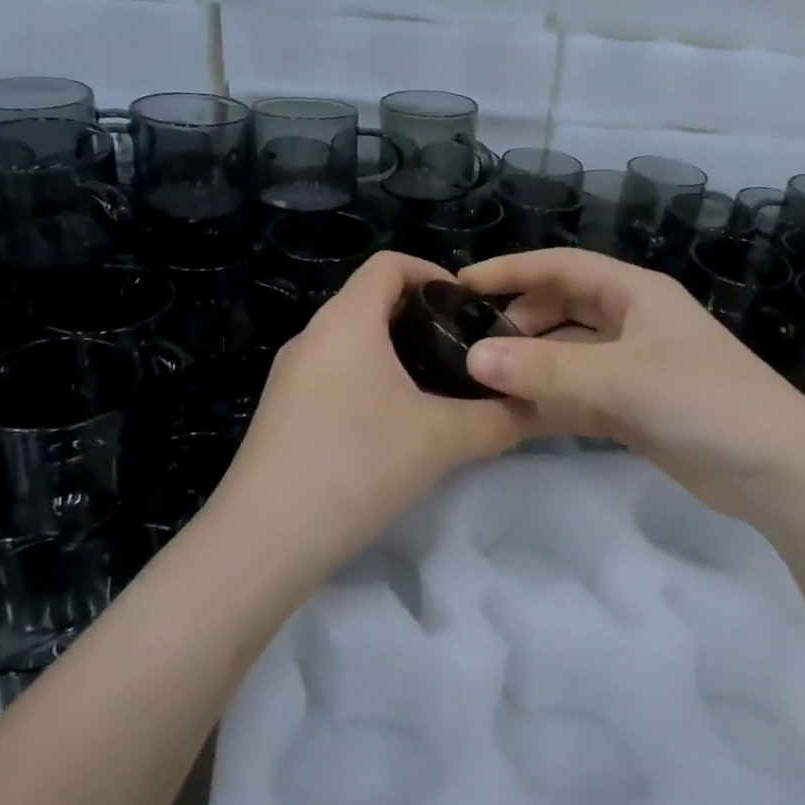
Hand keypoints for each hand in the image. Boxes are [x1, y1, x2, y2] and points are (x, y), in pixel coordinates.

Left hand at [210, 251, 531, 572]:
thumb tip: (538, 407)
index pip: (389, 265)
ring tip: (436, 390)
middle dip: (421, 318)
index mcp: (346, 321)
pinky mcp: (282, 411)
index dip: (432, 273)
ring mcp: (290, 375)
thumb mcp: (442, 440)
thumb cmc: (357, 464)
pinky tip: (393, 426)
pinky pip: (334, 374)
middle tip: (464, 354)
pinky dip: (369, 380)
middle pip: (371, 301)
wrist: (265, 540)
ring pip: (352, 341)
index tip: (467, 309)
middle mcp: (312, 336)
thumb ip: (499, 419)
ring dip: (395, 353)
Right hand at [459, 249, 804, 527]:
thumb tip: (472, 359)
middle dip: (519, 322)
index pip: (561, 266)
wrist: (775, 469)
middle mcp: (632, 322)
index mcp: (635, 293)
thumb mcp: (621, 378)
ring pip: (568, 356)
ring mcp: (635, 367)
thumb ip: (546, 370)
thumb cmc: (703, 399)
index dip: (512, 270)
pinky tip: (514, 417)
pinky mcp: (636, 408)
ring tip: (482, 385)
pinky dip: (550, 403)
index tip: (463, 284)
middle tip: (473, 346)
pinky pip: (580, 396)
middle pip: (562, 309)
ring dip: (532, 368)